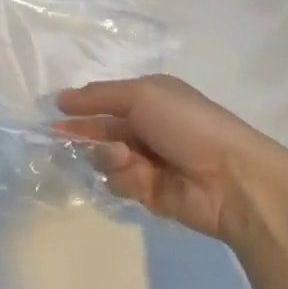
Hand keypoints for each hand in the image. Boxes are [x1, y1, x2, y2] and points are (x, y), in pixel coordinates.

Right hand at [56, 75, 287, 243]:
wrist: (231, 179)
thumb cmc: (188, 124)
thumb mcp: (142, 95)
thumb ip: (99, 96)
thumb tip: (61, 99)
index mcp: (150, 99)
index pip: (106, 100)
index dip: (81, 105)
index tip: (56, 111)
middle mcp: (147, 128)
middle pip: (100, 130)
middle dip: (83, 132)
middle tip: (59, 136)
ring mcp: (147, 162)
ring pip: (104, 158)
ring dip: (106, 155)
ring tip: (124, 157)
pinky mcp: (148, 193)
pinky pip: (119, 183)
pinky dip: (123, 178)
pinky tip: (138, 175)